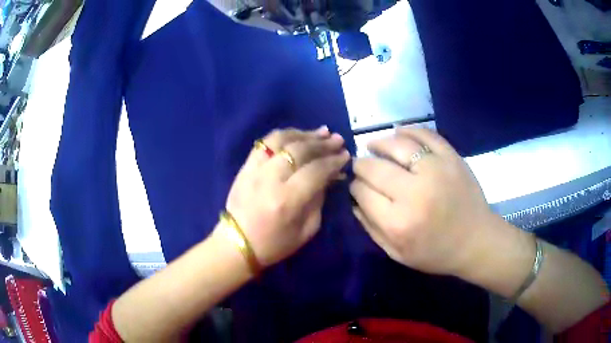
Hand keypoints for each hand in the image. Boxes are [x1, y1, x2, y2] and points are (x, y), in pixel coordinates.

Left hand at [224, 127, 349, 267]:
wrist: (237, 243)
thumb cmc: (274, 244)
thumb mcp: (306, 230)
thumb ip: (319, 200)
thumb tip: (329, 176)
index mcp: (288, 200)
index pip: (316, 170)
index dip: (333, 161)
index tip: (345, 155)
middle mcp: (271, 179)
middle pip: (300, 150)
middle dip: (323, 143)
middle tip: (337, 140)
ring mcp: (255, 169)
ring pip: (282, 140)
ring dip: (304, 134)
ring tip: (321, 132)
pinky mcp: (246, 166)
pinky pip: (265, 142)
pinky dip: (284, 135)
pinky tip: (298, 134)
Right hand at [350, 127, 496, 275]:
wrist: (476, 240)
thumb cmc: (436, 252)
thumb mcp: (397, 253)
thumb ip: (371, 228)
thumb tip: (354, 199)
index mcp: (398, 222)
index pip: (362, 191)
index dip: (354, 185)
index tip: (356, 185)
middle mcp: (414, 193)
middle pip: (374, 167)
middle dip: (361, 164)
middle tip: (361, 165)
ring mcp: (436, 170)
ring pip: (397, 145)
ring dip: (379, 143)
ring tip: (374, 145)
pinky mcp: (452, 158)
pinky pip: (425, 135)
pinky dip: (408, 131)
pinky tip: (398, 134)